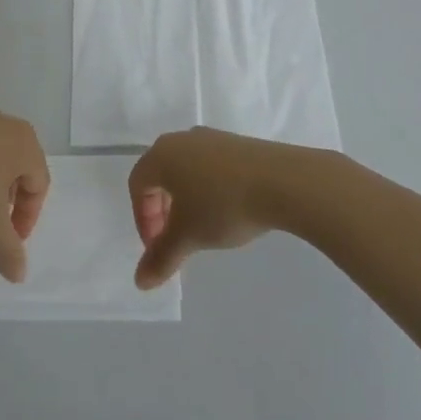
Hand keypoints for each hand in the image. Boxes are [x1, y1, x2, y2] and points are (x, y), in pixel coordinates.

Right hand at [127, 127, 307, 288]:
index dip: (142, 219)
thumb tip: (140, 282)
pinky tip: (228, 209)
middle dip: (162, 209)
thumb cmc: (223, 205)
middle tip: (175, 238)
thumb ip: (161, 258)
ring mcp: (212, 138)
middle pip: (160, 174)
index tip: (159, 247)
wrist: (282, 181)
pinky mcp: (237, 143)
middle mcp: (182, 139)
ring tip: (202, 226)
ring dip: (185, 199)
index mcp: (162, 155)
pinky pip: (210, 165)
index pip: (138, 185)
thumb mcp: (188, 236)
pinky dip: (208, 188)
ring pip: (186, 169)